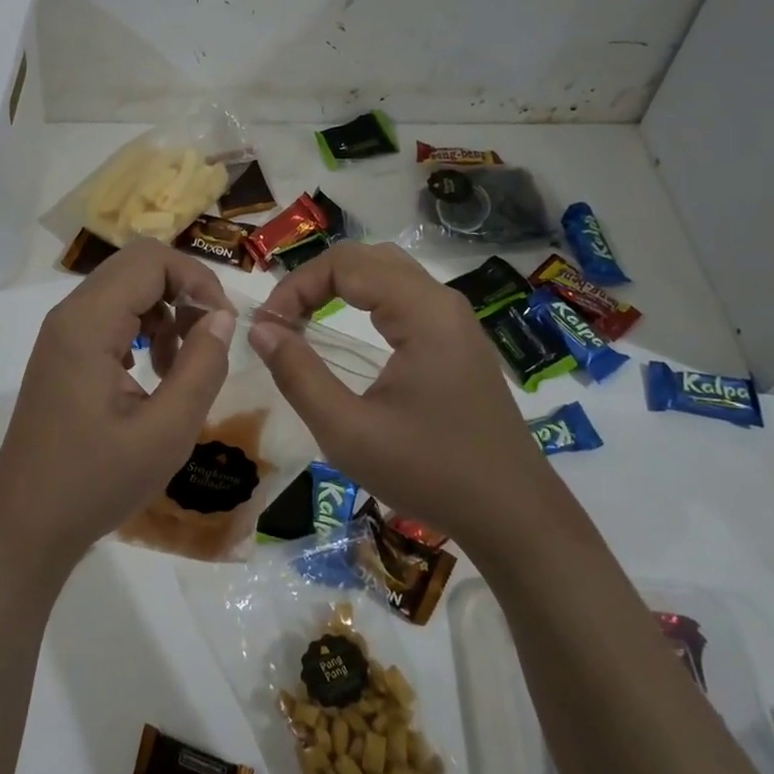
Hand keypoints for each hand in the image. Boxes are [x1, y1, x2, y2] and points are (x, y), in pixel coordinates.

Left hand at [0, 238, 235, 572]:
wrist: (26, 527)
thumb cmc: (95, 482)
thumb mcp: (166, 432)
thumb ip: (202, 366)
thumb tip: (222, 317)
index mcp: (88, 323)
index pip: (152, 260)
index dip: (197, 281)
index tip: (223, 327)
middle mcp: (70, 315)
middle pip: (138, 266)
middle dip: (184, 292)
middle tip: (208, 341)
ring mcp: (62, 333)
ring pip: (126, 289)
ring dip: (165, 313)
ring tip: (179, 368)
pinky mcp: (63, 353)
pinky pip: (111, 316)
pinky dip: (143, 330)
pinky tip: (153, 375)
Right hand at [251, 242, 544, 542]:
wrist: (513, 515)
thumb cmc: (429, 473)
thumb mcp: (348, 432)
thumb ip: (298, 375)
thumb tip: (260, 329)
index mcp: (423, 313)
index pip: (345, 265)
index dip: (296, 286)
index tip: (268, 327)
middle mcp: (443, 301)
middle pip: (366, 258)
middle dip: (315, 280)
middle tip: (282, 322)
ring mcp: (456, 318)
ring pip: (387, 271)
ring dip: (340, 284)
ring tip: (306, 318)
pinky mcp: (459, 338)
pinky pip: (405, 293)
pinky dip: (365, 297)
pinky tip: (347, 328)